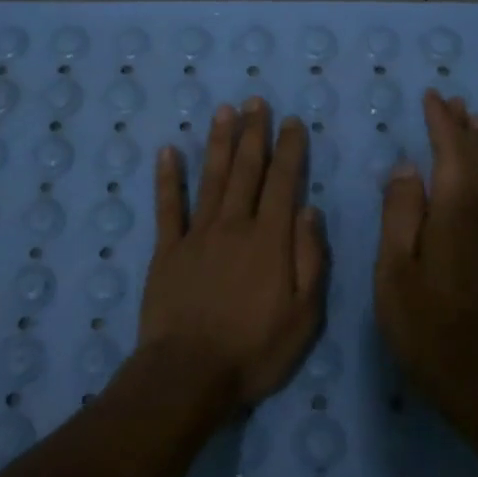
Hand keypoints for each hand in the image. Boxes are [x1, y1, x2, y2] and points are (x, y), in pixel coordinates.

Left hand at [138, 99, 327, 410]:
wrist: (189, 374)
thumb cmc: (255, 350)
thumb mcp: (304, 316)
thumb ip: (310, 259)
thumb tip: (310, 211)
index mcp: (270, 240)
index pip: (284, 183)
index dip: (289, 150)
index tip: (293, 122)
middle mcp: (234, 226)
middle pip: (246, 171)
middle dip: (254, 134)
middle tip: (255, 101)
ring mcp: (196, 236)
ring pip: (211, 179)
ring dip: (219, 143)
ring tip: (223, 112)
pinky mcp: (167, 251)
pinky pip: (167, 208)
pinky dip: (167, 179)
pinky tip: (167, 152)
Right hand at [374, 91, 477, 412]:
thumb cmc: (424, 326)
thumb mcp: (394, 270)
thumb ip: (400, 215)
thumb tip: (408, 167)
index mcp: (451, 213)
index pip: (449, 154)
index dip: (440, 124)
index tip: (432, 97)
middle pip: (474, 160)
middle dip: (461, 128)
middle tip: (452, 99)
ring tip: (477, 119)